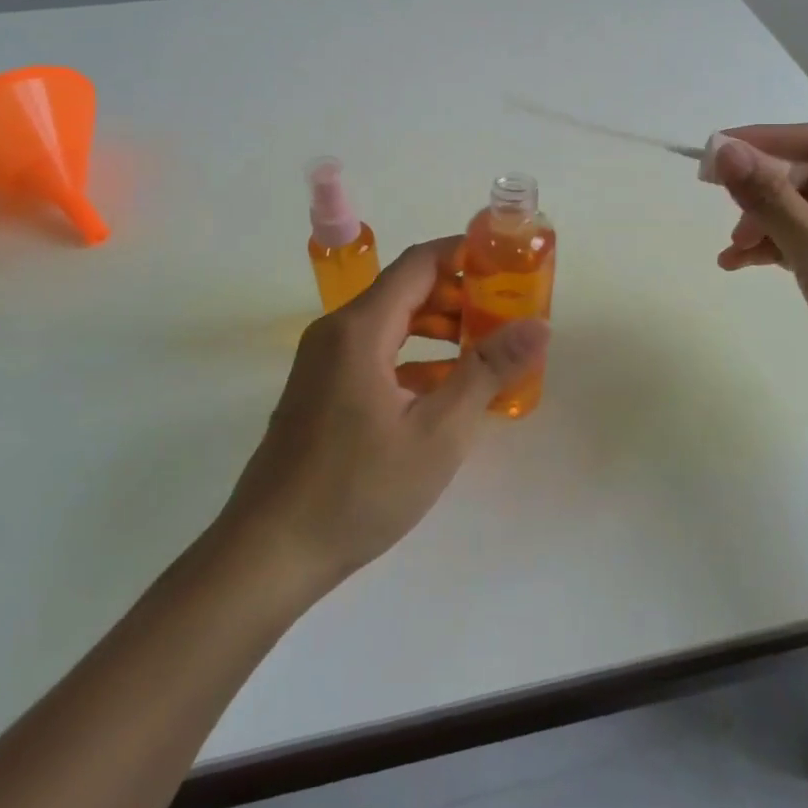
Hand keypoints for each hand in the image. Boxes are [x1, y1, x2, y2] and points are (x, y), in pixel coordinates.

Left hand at [216, 238, 547, 591]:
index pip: (420, 263)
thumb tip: (538, 325)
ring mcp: (324, 362)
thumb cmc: (358, 488)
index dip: (465, 255)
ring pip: (391, 324)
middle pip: (405, 291)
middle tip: (507, 313)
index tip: (508, 266)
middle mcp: (337, 332)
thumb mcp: (438, 432)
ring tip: (486, 348)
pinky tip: (446, 388)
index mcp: (361, 328)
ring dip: (438, 328)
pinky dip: (414, 358)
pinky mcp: (321, 390)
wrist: (269, 553)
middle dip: (459, 296)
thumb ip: (488, 371)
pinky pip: (375, 354)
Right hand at [710, 124, 807, 424]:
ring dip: (765, 225)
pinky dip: (778, 249)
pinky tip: (741, 264)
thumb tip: (724, 151)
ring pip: (807, 212)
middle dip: (763, 194)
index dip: (767, 141)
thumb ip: (769, 198)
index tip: (718, 152)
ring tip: (732, 251)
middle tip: (723, 208)